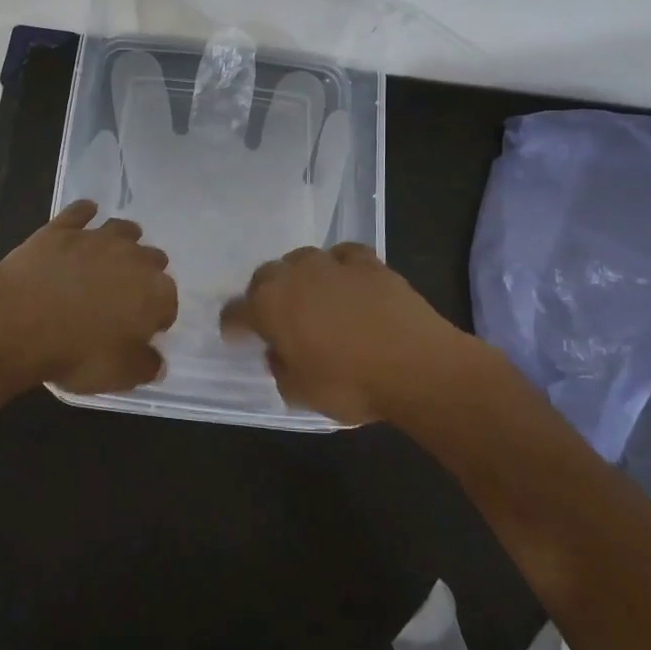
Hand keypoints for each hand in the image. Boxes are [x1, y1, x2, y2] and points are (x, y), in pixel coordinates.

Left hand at [0, 200, 177, 393]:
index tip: (143, 330)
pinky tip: (86, 213)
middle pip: (152, 260)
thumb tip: (156, 360)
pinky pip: (81, 212)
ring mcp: (97, 238)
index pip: (168, 303)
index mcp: (155, 293)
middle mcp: (133, 258)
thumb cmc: (76, 352)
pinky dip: (86, 212)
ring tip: (117, 250)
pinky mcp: (62, 229)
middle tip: (128, 293)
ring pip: (122, 230)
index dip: (158, 317)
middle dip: (146, 274)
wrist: (19, 320)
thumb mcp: (119, 374)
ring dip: (125, 239)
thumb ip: (145, 366)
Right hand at [219, 243, 476, 424]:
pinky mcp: (367, 262)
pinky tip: (347, 281)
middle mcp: (293, 275)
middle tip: (276, 319)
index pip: (235, 311)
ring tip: (312, 298)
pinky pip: (342, 256)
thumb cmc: (350, 384)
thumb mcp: (301, 394)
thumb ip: (281, 369)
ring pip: (301, 260)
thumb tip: (280, 353)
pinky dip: (339, 267)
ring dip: (300, 278)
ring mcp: (331, 263)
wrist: (417, 366)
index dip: (234, 325)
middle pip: (265, 277)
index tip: (237, 337)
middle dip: (264, 296)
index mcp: (268, 306)